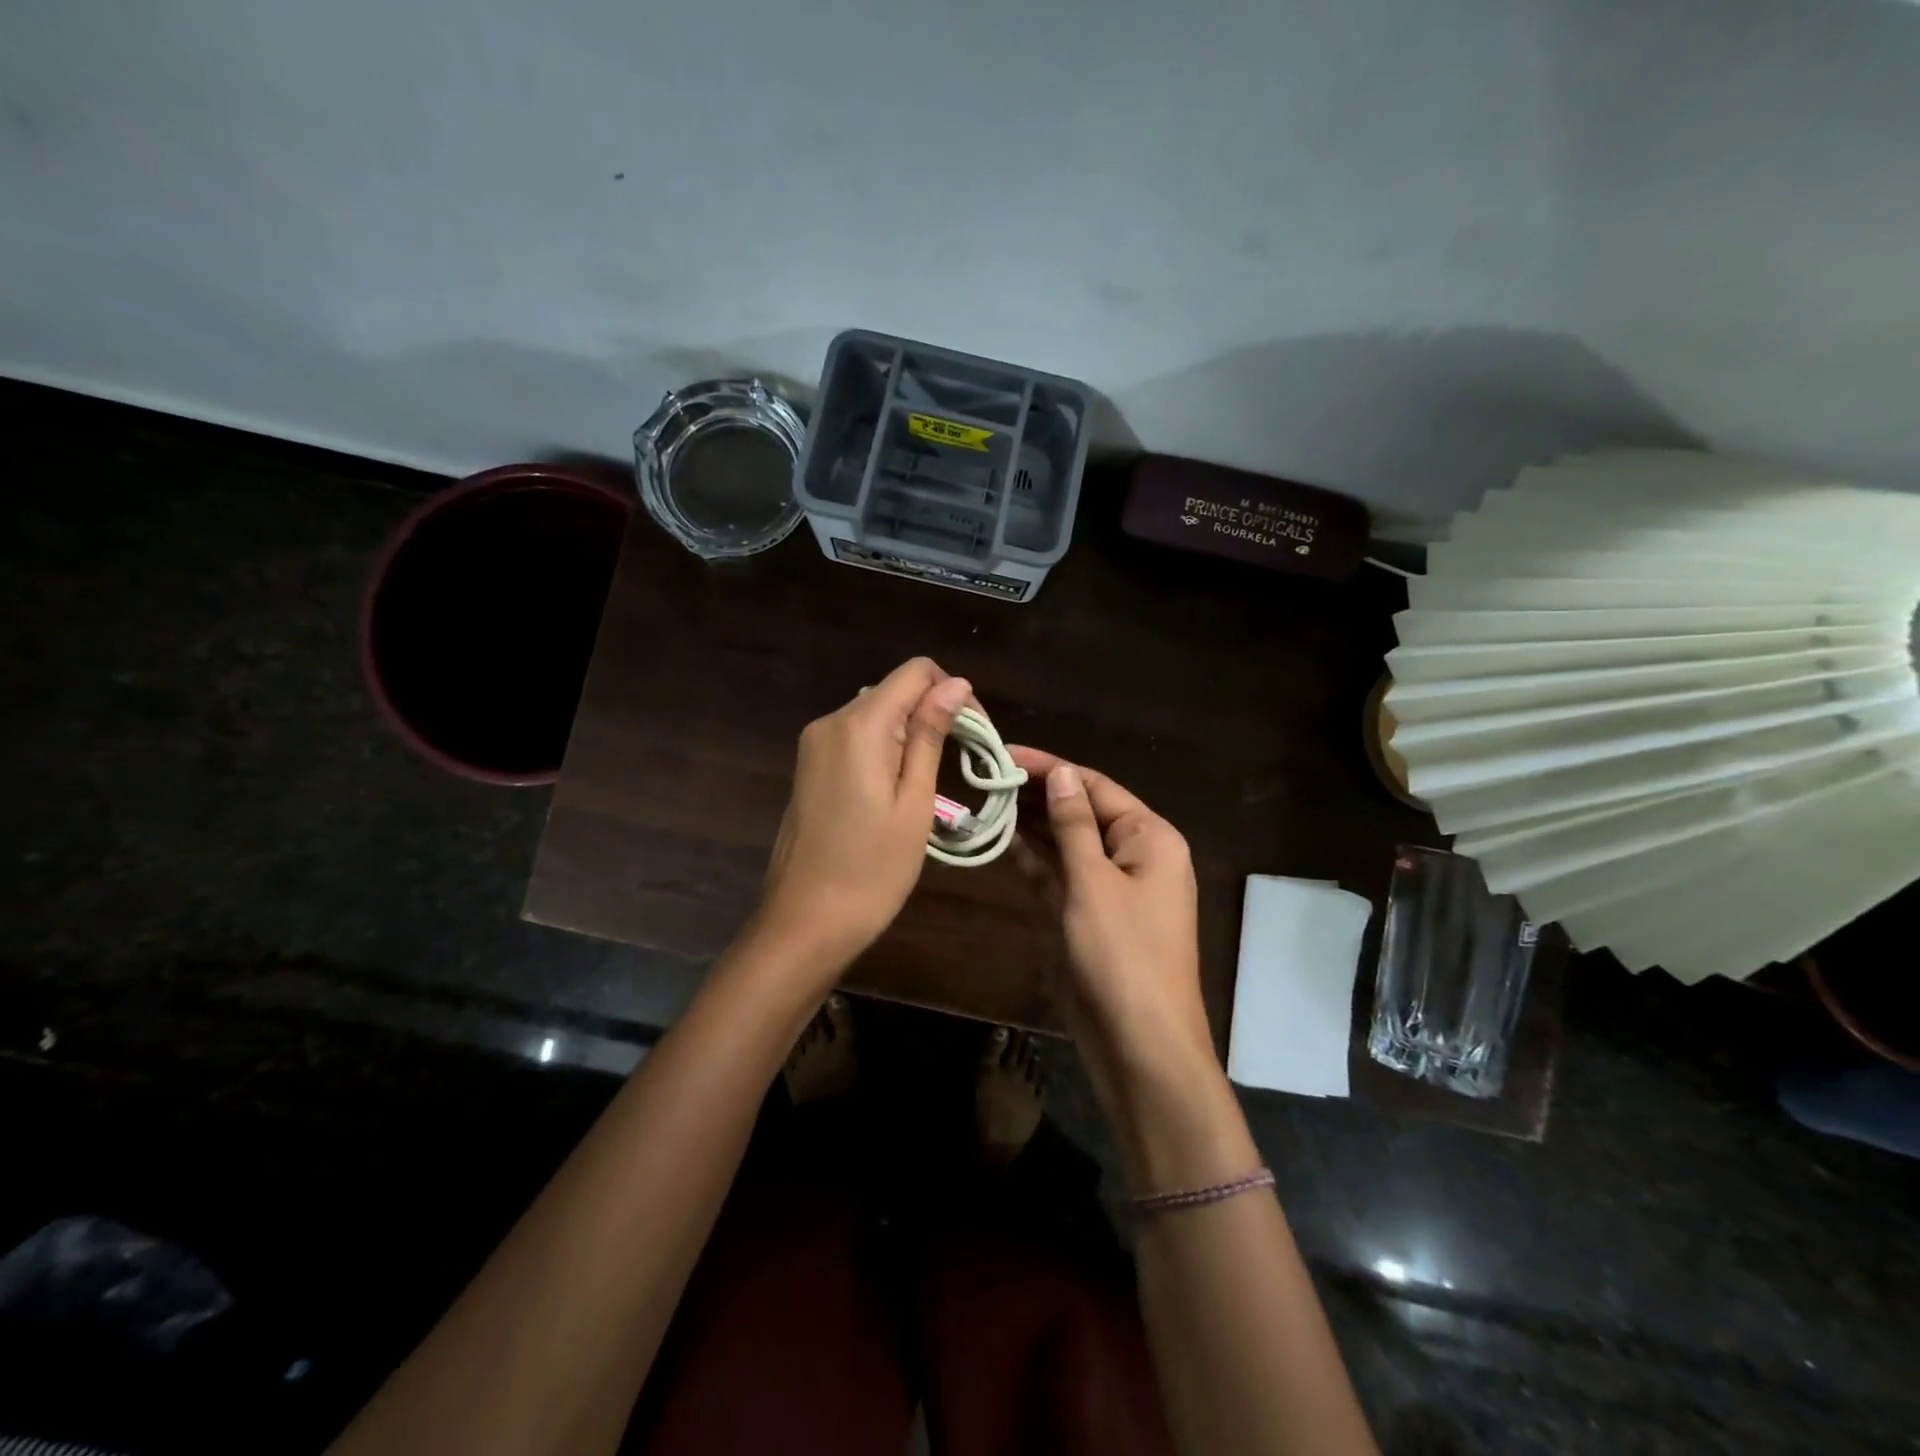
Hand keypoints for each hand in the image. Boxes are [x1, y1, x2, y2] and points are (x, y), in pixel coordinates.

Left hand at [756, 659, 972, 976]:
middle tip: (963, 764)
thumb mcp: (914, 803)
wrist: (803, 921)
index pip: (916, 672)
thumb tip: (956, 684)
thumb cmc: (871, 870)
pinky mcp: (809, 766)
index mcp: (860, 725)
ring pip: (876, 714)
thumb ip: (930, 736)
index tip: (976, 734)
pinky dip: (885, 749)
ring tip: (933, 783)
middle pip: (894, 691)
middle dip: (934, 714)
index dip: (953, 691)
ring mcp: (814, 744)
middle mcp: (831, 721)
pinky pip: (856, 738)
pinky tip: (898, 789)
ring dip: (911, 734)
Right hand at [1007, 748, 1213, 1084]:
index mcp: (1151, 837)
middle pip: (1084, 812)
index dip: (1052, 768)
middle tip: (988, 778)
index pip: (1096, 786)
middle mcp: (1137, 855)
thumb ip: (1074, 824)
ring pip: (1070, 844)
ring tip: (989, 802)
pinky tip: (1005, 842)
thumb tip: (1062, 773)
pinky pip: (1064, 876)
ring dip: (1035, 826)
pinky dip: (1038, 861)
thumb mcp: (1094, 881)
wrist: (1141, 1046)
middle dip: (1040, 795)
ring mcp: (1114, 888)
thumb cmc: (1123, 955)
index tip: (1006, 753)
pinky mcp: (1092, 916)